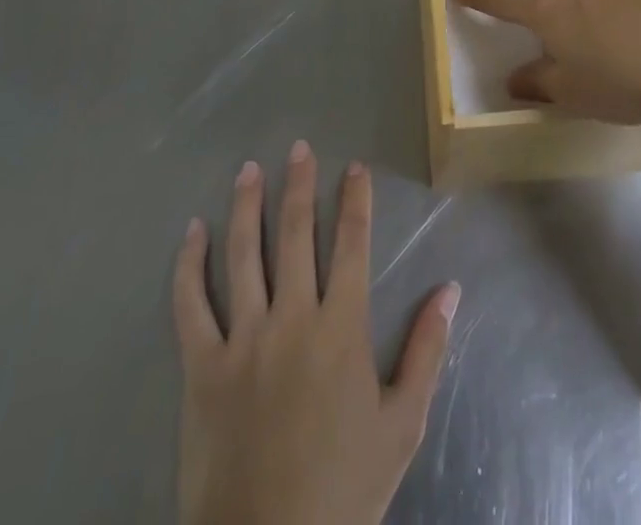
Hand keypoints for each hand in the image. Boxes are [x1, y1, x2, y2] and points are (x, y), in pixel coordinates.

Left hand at [174, 142, 460, 524]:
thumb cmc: (343, 491)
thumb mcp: (402, 425)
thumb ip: (427, 351)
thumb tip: (451, 289)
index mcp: (341, 327)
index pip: (352, 244)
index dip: (355, 200)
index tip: (354, 167)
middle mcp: (292, 317)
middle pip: (297, 234)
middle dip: (300, 186)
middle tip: (298, 149)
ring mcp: (243, 339)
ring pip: (245, 254)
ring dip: (247, 206)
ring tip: (249, 169)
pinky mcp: (202, 367)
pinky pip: (191, 305)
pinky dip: (190, 265)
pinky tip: (192, 232)